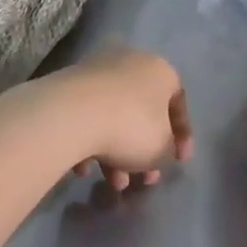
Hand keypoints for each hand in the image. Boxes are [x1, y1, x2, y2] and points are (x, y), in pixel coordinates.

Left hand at [54, 47, 192, 189]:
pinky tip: (82, 169)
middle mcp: (126, 63)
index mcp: (158, 70)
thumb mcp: (162, 148)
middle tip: (143, 179)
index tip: (177, 162)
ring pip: (111, 119)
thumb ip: (167, 149)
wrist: (70, 114)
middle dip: (143, 152)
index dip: (181, 136)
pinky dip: (87, 144)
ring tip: (113, 183)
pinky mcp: (64, 87)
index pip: (177, 102)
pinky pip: (84, 119)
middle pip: (140, 113)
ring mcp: (92, 73)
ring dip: (115, 155)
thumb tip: (158, 149)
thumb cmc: (130, 127)